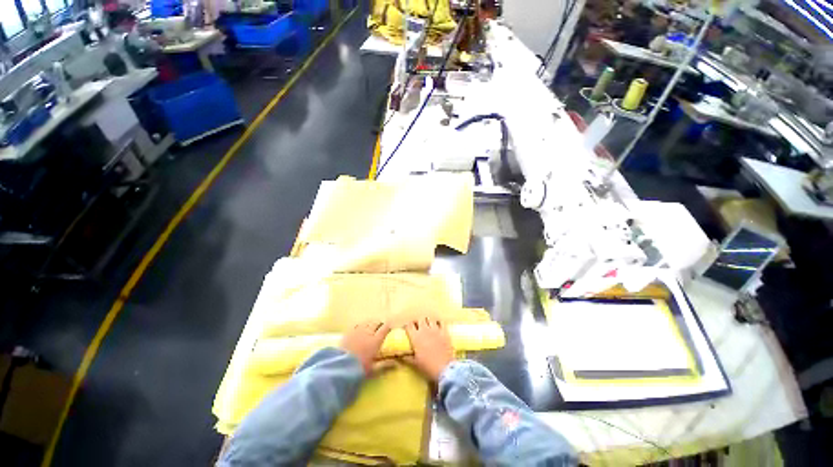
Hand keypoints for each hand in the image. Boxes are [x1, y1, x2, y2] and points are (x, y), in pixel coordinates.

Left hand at [341, 321, 390, 375]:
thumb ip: (384, 365)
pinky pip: (357, 324)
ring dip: (370, 323)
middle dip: (379, 323)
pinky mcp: (349, 332)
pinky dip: (361, 325)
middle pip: (376, 323)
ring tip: (371, 325)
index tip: (390, 326)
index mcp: (376, 341)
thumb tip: (395, 363)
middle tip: (381, 326)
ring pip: (367, 322)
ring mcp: (358, 331)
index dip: (388, 326)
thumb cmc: (360, 368)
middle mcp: (368, 333)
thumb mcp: (373, 369)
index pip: (385, 329)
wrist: (341, 366)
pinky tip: (360, 327)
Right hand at [404, 317, 454, 381]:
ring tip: (428, 326)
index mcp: (415, 337)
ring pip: (430, 319)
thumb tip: (397, 355)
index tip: (407, 329)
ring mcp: (435, 329)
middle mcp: (425, 330)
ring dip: (428, 321)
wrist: (444, 369)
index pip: (409, 325)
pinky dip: (438, 322)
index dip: (407, 326)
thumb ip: (405, 357)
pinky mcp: (444, 331)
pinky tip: (438, 325)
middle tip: (417, 327)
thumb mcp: (414, 363)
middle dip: (418, 322)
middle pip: (419, 319)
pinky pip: (441, 322)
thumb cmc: (427, 367)